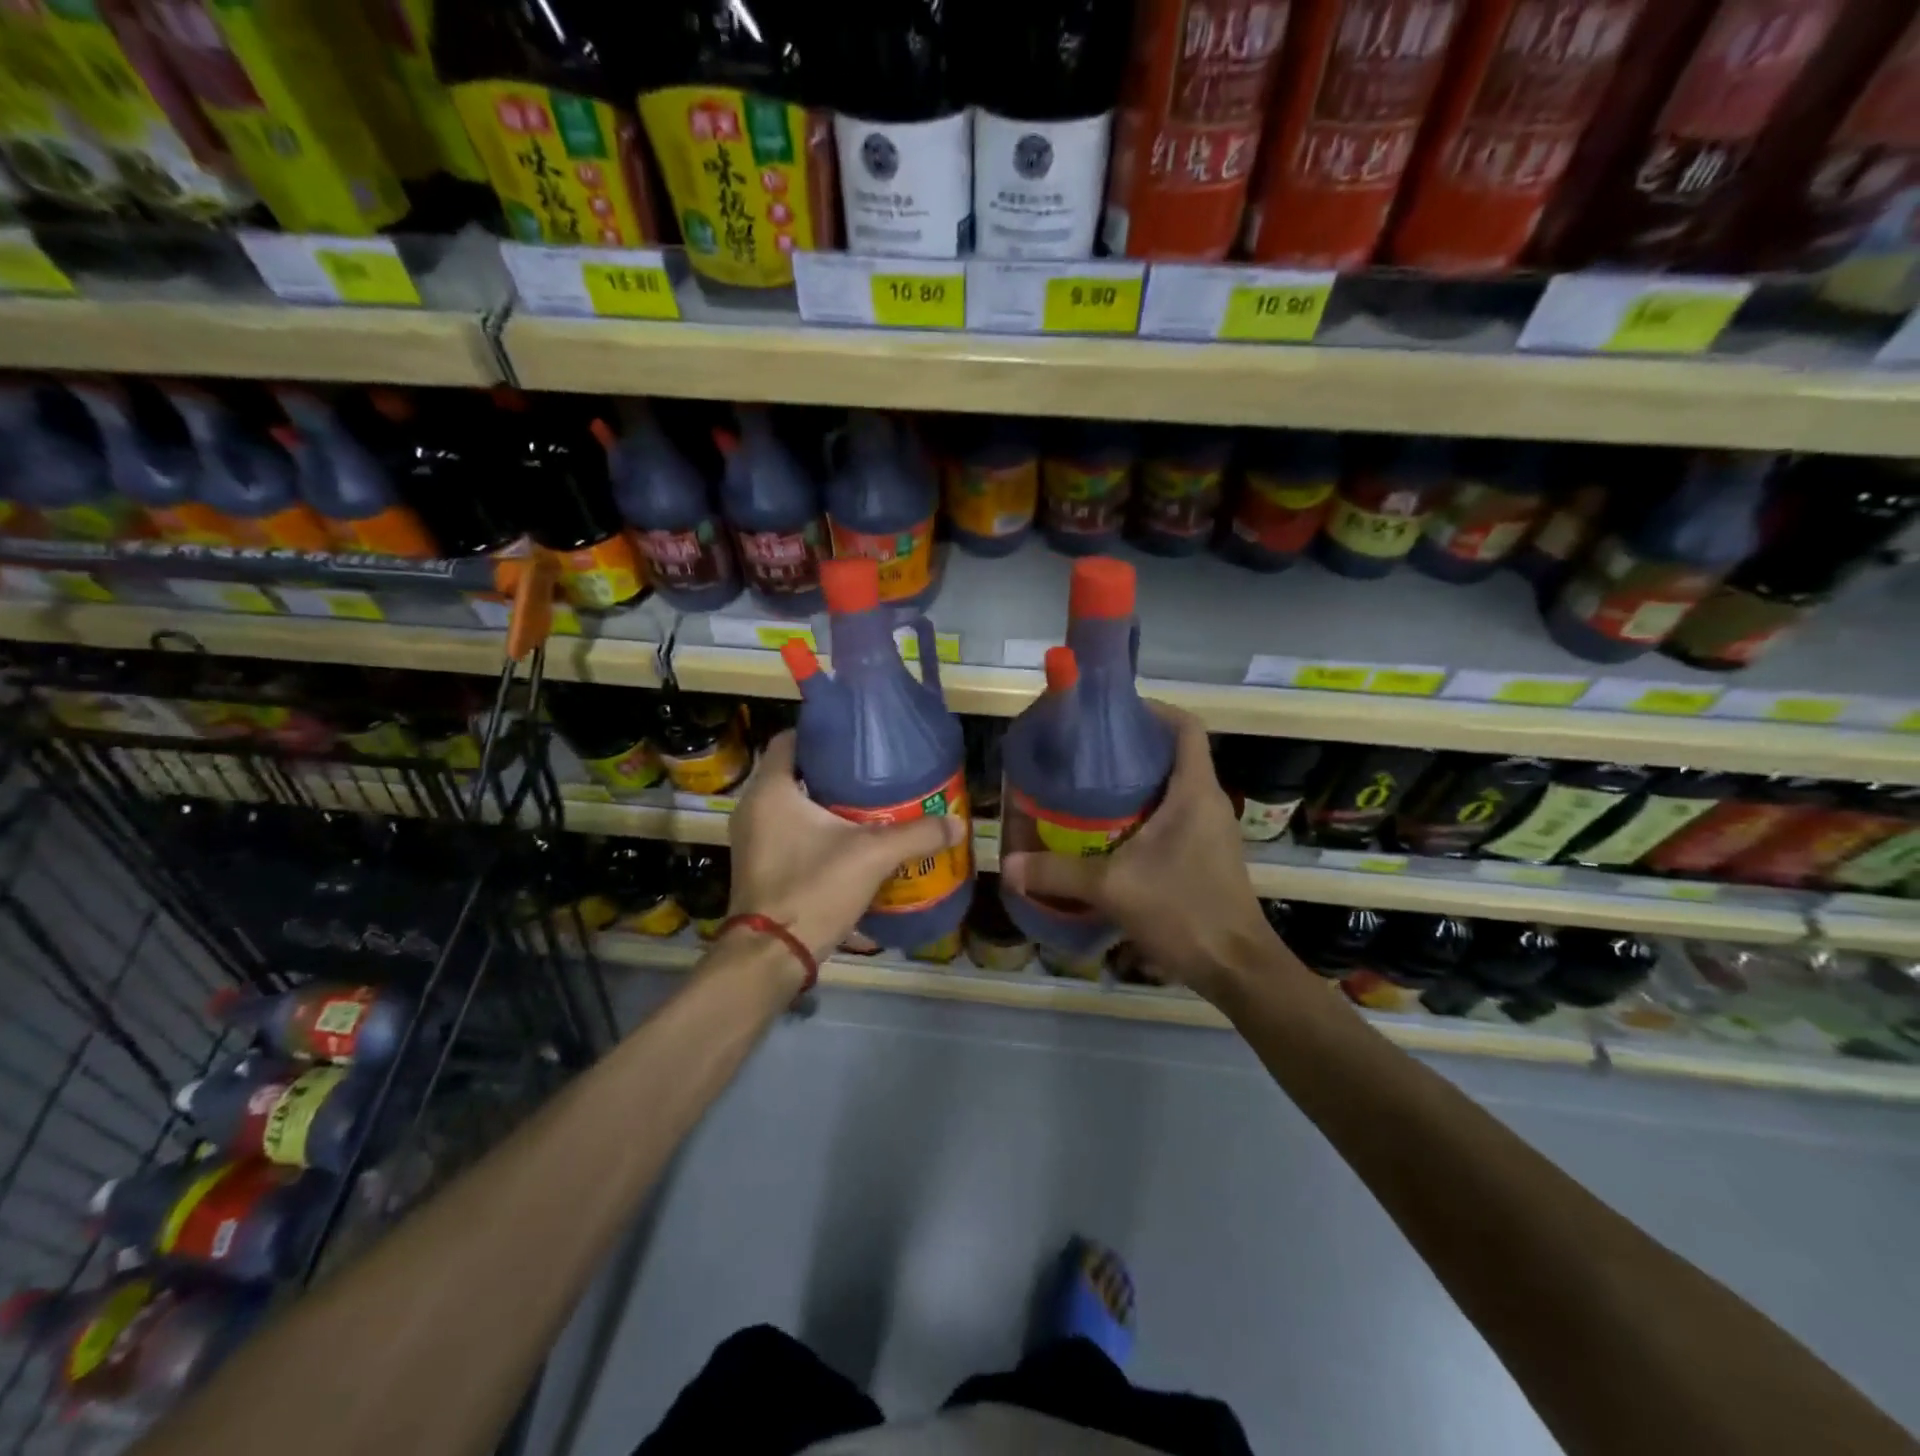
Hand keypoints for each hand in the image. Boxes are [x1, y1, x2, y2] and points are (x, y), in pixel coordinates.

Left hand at [727, 731, 967, 962]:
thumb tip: (957, 823)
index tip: (857, 739)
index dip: (821, 734)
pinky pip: (786, 831)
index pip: (789, 740)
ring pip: (790, 805)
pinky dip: (813, 829)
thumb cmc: (813, 888)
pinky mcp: (757, 865)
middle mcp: (752, 808)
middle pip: (793, 772)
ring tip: (867, 803)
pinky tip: (848, 840)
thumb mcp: (872, 856)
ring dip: (823, 803)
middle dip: (831, 770)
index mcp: (770, 790)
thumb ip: (916, 835)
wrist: (771, 955)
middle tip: (872, 770)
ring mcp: (751, 839)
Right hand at [999, 706, 1289, 1004]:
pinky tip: (1108, 834)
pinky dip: (1143, 814)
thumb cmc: (1184, 912)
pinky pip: (1173, 816)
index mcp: (1194, 791)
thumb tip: (1008, 865)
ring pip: (1172, 788)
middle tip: (1084, 755)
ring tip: (1087, 790)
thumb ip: (1058, 873)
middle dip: (1130, 749)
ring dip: (1135, 784)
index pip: (1185, 726)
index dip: (1152, 710)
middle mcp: (1207, 802)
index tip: (1111, 714)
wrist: (1236, 968)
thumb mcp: (1114, 888)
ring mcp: (1210, 830)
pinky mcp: (1206, 855)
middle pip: (1173, 754)